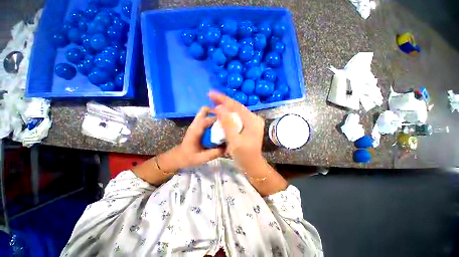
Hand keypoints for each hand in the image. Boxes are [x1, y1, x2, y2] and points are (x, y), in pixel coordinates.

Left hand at [167, 107, 223, 169]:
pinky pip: (206, 117)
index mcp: (195, 131)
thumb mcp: (202, 158)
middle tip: (226, 118)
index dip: (218, 118)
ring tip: (225, 121)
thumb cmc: (189, 157)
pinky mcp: (198, 126)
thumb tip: (228, 147)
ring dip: (214, 114)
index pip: (207, 119)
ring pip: (205, 112)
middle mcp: (195, 124)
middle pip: (204, 110)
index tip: (228, 121)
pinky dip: (213, 118)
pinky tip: (220, 125)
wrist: (179, 156)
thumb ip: (215, 153)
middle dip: (216, 112)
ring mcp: (196, 124)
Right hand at [209, 92, 264, 167]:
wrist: (252, 164)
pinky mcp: (250, 125)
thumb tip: (219, 108)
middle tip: (211, 97)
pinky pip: (238, 116)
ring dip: (226, 107)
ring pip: (238, 111)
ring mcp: (253, 121)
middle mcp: (254, 118)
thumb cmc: (244, 155)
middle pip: (237, 107)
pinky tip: (223, 113)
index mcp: (252, 121)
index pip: (236, 106)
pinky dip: (230, 114)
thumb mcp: (234, 141)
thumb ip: (227, 124)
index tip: (211, 94)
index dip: (223, 99)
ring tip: (215, 103)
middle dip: (224, 102)